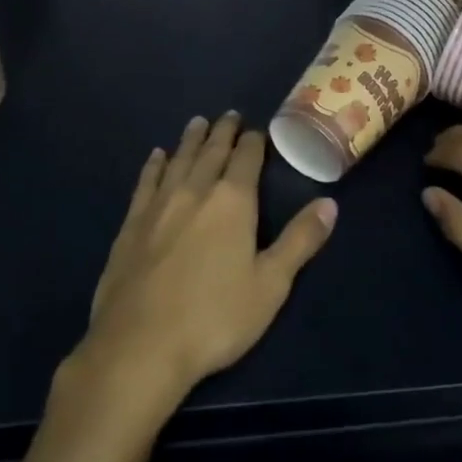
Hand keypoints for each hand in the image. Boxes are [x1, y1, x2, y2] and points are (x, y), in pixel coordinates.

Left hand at [73, 112, 336, 415]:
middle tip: (229, 115)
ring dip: (191, 140)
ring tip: (198, 123)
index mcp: (232, 201)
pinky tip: (157, 156)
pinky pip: (146, 182)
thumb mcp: (271, 284)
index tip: (257, 130)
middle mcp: (195, 191)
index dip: (254, 141)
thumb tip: (330, 203)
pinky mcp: (131, 224)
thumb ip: (300, 241)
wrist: (139, 346)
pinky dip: (154, 165)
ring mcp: (159, 205)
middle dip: (223, 131)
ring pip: (179, 160)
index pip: (246, 158)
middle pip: (211, 151)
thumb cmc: (214, 318)